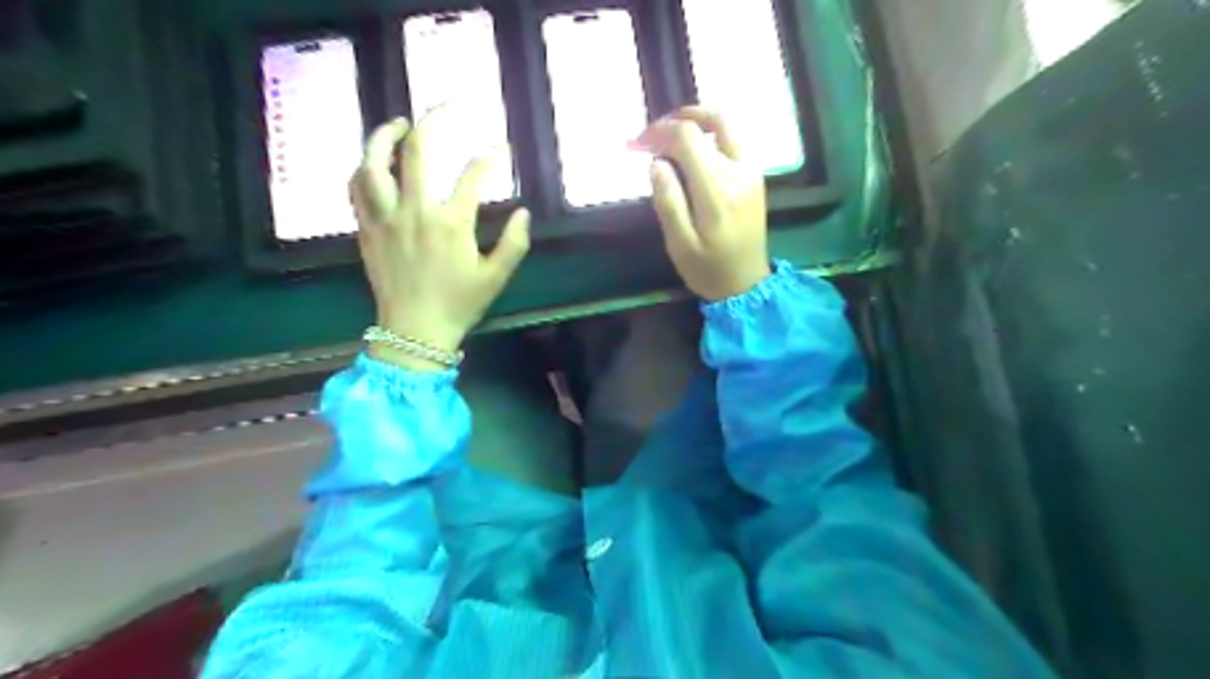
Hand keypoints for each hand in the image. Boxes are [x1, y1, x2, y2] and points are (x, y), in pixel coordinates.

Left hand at [352, 110, 530, 370]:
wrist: (414, 332)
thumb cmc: (458, 305)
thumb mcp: (496, 278)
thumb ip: (514, 244)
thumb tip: (524, 213)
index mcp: (452, 224)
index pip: (473, 175)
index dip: (491, 156)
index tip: (501, 148)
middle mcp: (416, 212)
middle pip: (417, 152)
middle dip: (433, 120)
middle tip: (444, 107)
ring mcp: (385, 218)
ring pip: (374, 163)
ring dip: (385, 136)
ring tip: (398, 123)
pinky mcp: (367, 229)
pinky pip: (357, 189)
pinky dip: (363, 169)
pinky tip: (372, 162)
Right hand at [633, 105, 764, 300]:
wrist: (747, 285)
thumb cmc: (708, 270)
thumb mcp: (679, 245)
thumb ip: (668, 202)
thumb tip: (656, 163)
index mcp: (717, 191)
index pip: (688, 138)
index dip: (658, 132)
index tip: (636, 144)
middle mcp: (740, 172)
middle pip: (710, 122)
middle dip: (675, 122)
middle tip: (651, 135)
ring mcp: (752, 171)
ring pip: (727, 124)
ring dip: (696, 120)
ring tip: (669, 134)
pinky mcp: (756, 175)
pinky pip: (735, 138)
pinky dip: (711, 132)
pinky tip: (693, 148)